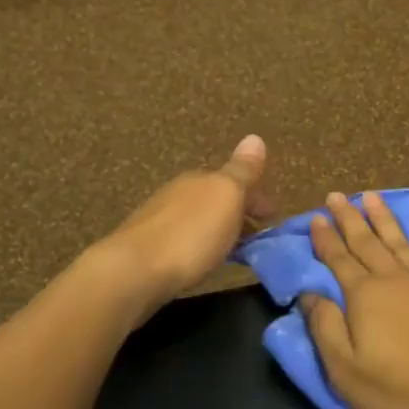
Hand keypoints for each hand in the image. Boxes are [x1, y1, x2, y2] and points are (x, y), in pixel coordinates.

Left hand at [96, 136, 271, 318]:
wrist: (134, 271)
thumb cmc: (191, 234)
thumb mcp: (227, 197)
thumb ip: (243, 171)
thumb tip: (255, 137)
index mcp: (201, 178)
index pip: (237, 180)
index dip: (258, 197)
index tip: (275, 219)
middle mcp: (179, 192)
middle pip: (217, 199)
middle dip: (239, 213)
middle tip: (260, 236)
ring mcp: (160, 219)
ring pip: (200, 219)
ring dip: (221, 230)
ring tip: (235, 252)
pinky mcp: (148, 247)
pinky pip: (185, 239)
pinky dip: (201, 245)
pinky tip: (202, 261)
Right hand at [300, 191, 408, 408]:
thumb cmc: (404, 394)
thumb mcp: (348, 372)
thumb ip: (326, 329)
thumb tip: (309, 294)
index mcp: (366, 296)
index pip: (339, 259)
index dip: (325, 238)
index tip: (315, 217)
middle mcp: (398, 280)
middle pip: (368, 242)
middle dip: (350, 218)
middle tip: (336, 196)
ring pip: (402, 242)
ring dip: (384, 219)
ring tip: (372, 197)